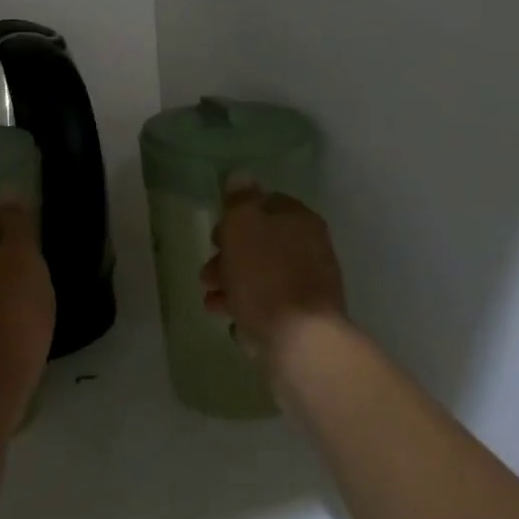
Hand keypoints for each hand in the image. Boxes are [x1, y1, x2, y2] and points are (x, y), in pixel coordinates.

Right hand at [202, 182, 347, 361]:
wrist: (301, 343)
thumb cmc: (265, 276)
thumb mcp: (243, 226)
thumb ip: (240, 199)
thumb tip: (242, 176)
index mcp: (299, 220)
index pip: (265, 203)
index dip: (236, 216)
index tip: (216, 235)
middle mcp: (310, 248)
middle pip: (260, 243)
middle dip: (228, 257)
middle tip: (207, 273)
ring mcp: (310, 285)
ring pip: (261, 276)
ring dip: (231, 285)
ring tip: (212, 304)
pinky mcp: (305, 319)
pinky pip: (270, 306)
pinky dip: (248, 309)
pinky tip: (234, 323)